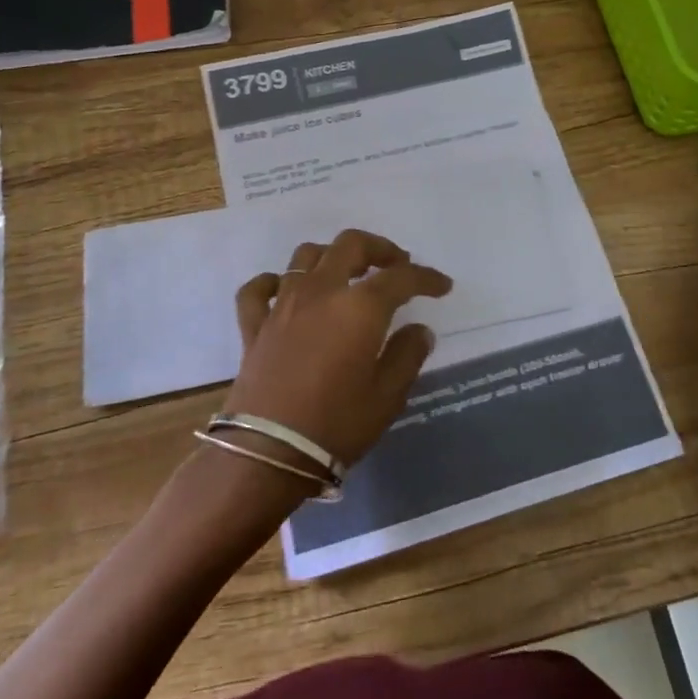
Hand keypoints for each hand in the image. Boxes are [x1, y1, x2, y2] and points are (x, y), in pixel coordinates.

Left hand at [224, 229, 452, 468]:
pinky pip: (258, 289)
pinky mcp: (255, 325)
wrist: (267, 453)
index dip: (426, 278)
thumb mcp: (388, 396)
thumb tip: (419, 330)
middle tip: (397, 265)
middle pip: (350, 244)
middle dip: (379, 248)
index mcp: (360, 306)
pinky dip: (273, 282)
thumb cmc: (336, 424)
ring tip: (347, 273)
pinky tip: (284, 290)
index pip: (401, 277)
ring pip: (306, 256)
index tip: (442, 286)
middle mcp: (322, 291)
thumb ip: (407, 355)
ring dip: (332, 256)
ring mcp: (283, 304)